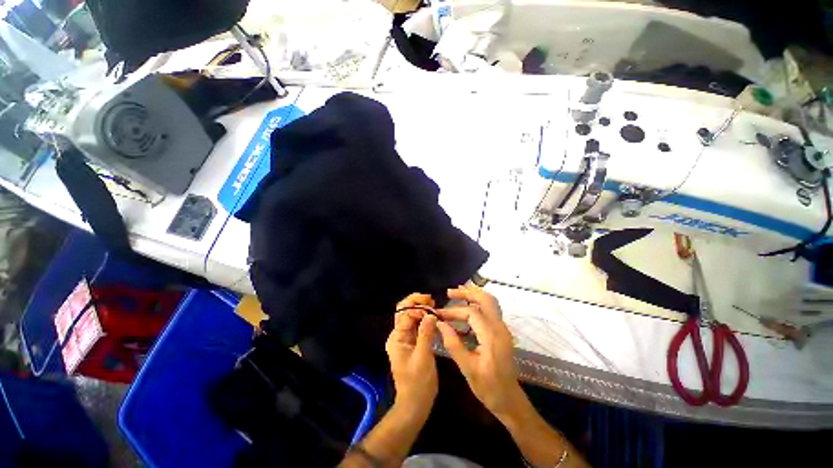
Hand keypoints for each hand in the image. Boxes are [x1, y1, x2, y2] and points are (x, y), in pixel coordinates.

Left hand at [386, 293, 438, 419]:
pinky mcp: (412, 343)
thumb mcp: (423, 357)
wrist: (415, 404)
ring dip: (420, 309)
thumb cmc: (418, 383)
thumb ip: (425, 334)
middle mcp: (398, 335)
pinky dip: (424, 318)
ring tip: (434, 305)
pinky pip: (416, 325)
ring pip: (410, 317)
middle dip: (416, 302)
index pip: (404, 313)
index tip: (432, 309)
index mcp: (396, 338)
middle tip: (432, 300)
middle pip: (404, 311)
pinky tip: (433, 317)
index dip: (418, 308)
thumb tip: (430, 314)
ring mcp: (404, 339)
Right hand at [436, 285, 524, 417]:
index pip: (472, 313)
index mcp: (492, 336)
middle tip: (450, 293)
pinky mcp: (501, 331)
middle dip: (467, 293)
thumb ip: (453, 344)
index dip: (453, 311)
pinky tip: (467, 305)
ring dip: (474, 295)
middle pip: (485, 299)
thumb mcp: (467, 369)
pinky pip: (491, 309)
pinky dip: (478, 302)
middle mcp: (500, 328)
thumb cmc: (489, 388)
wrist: (510, 400)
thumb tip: (439, 324)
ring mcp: (503, 328)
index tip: (439, 314)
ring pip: (490, 302)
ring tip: (457, 293)